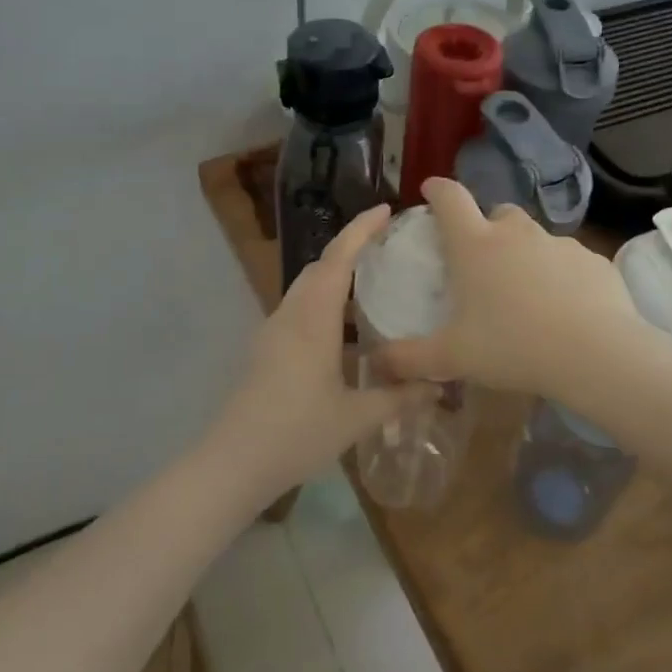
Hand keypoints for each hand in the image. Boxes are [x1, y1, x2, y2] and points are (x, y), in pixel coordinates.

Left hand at [207, 204, 437, 502]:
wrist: (233, 462)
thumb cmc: (297, 433)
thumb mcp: (356, 417)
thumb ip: (398, 397)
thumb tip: (438, 385)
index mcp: (313, 320)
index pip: (338, 259)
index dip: (361, 230)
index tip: (386, 210)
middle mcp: (291, 315)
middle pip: (320, 267)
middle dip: (351, 247)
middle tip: (388, 244)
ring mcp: (274, 331)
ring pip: (307, 288)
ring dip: (336, 275)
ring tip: (373, 281)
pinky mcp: (267, 349)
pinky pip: (300, 309)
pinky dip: (325, 301)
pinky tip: (346, 327)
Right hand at [377, 178, 648, 402]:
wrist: (596, 354)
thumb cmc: (512, 346)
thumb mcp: (452, 357)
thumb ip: (409, 358)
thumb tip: (375, 362)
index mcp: (475, 245)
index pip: (450, 198)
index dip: (437, 190)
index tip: (430, 191)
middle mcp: (516, 234)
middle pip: (497, 213)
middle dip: (486, 227)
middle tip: (481, 262)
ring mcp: (559, 244)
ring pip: (535, 238)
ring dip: (525, 254)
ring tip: (525, 294)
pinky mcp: (593, 261)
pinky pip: (569, 262)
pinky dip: (561, 276)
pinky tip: (564, 309)